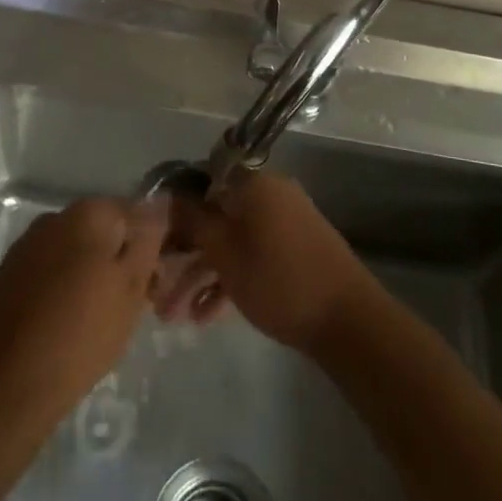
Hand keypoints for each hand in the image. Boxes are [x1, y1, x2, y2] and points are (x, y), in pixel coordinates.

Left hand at [0, 197, 167, 426]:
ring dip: (86, 274)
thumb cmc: (81, 335)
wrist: (6, 384)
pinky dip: (57, 289)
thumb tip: (158, 206)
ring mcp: (24, 246)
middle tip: (128, 305)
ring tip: (94, 319)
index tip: (152, 282)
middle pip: (99, 231)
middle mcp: (53, 218)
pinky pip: (44, 273)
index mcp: (88, 213)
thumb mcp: (131, 290)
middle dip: (116, 260)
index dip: (147, 246)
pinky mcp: (4, 276)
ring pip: (70, 253)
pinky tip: (60, 324)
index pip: (133, 213)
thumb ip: (146, 243)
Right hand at [155, 173, 376, 353]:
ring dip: (200, 274)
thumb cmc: (278, 279)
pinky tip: (204, 317)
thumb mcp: (224, 252)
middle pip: (214, 215)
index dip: (174, 206)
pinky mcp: (292, 251)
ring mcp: (283, 223)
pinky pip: (250, 255)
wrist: (348, 320)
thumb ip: (193, 220)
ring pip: (230, 241)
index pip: (202, 179)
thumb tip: (167, 195)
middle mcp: (268, 194)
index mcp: (253, 183)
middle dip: (183, 252)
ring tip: (172, 316)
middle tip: (156, 285)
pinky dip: (228, 279)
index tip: (153, 236)